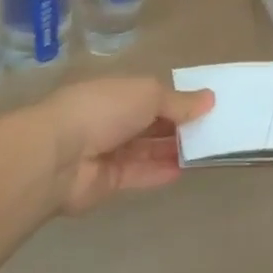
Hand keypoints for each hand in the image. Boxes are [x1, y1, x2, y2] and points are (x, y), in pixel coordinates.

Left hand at [25, 77, 213, 215]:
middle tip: (214, 130)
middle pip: (151, 122)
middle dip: (179, 125)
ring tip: (206, 151)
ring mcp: (109, 151)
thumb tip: (209, 99)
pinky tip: (186, 170)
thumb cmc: (103, 110)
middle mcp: (112, 118)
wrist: (58, 156)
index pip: (152, 94)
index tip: (207, 106)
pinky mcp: (108, 181)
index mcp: (117, 91)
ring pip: (147, 149)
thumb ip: (178, 101)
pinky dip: (161, 171)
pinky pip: (140, 174)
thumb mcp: (148, 94)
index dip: (178, 99)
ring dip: (173, 149)